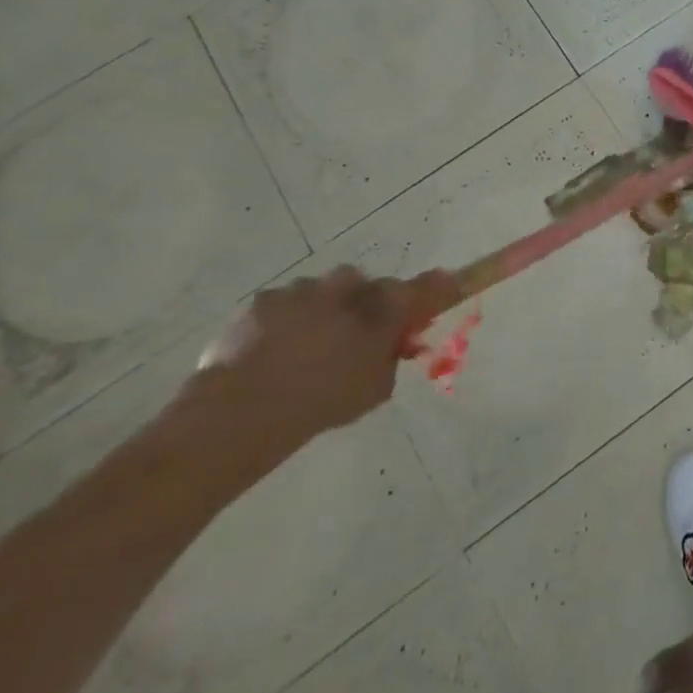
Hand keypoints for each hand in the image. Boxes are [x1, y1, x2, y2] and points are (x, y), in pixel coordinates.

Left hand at [190, 266, 460, 450]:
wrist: (243, 410)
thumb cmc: (323, 401)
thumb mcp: (375, 389)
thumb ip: (389, 358)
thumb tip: (390, 345)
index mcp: (382, 307)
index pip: (426, 287)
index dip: (440, 286)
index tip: (450, 283)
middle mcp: (348, 286)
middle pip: (366, 287)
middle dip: (363, 305)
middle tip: (354, 339)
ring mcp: (304, 289)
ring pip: (322, 293)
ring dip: (322, 313)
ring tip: (303, 354)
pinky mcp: (264, 300)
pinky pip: (285, 305)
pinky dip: (285, 323)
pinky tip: (272, 355)